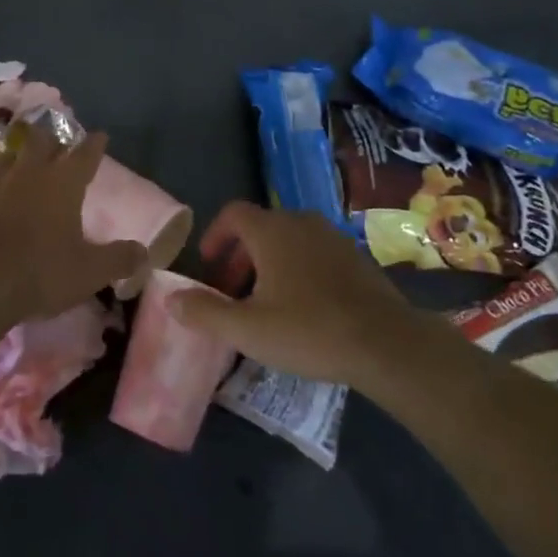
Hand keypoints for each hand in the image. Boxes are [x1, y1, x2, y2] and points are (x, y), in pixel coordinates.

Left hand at [0, 128, 147, 323]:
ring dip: (17, 159)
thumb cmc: (39, 273)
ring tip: (20, 166)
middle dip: (50, 139)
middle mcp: (28, 172)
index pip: (85, 154)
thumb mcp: (90, 273)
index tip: (100, 136)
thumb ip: (119, 259)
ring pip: (7, 157)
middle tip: (55, 145)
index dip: (95, 144)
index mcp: (63, 183)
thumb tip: (144, 253)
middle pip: (41, 141)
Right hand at [169, 201, 411, 385]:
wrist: (386, 343)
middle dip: (240, 256)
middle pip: (260, 227)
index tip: (209, 265)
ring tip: (266, 301)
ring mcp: (332, 237)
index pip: (233, 213)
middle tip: (233, 292)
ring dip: (269, 263)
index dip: (215, 235)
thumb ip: (205, 312)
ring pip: (289, 240)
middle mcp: (301, 222)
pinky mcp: (355, 256)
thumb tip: (170, 298)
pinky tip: (304, 306)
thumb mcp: (248, 329)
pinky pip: (315, 252)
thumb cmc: (309, 331)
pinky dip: (298, 268)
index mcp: (272, 231)